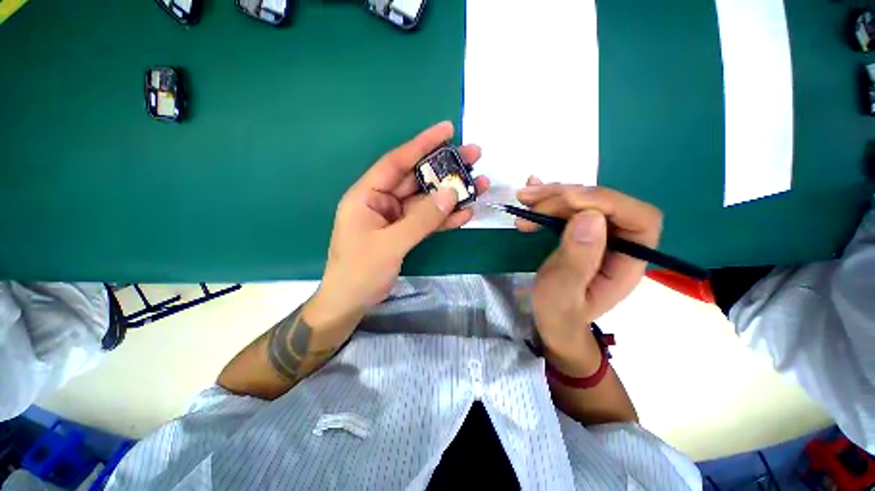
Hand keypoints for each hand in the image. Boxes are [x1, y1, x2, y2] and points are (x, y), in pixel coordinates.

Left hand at [306, 121, 488, 325]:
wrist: (351, 302)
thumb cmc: (360, 272)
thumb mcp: (390, 244)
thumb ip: (420, 220)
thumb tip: (450, 195)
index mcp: (367, 195)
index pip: (397, 161)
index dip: (422, 144)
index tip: (447, 130)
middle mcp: (382, 201)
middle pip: (417, 179)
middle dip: (445, 168)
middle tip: (475, 156)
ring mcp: (396, 218)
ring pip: (427, 201)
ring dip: (452, 195)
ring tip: (480, 184)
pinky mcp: (405, 233)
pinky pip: (428, 221)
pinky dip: (446, 218)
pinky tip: (466, 213)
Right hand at [517, 178, 661, 361]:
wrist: (552, 321)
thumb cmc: (558, 314)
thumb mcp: (563, 293)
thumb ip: (577, 260)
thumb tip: (589, 216)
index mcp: (626, 263)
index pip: (639, 219)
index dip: (607, 202)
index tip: (566, 200)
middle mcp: (619, 244)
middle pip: (605, 205)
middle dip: (566, 197)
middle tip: (530, 200)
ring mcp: (599, 236)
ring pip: (584, 202)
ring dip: (552, 196)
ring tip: (524, 197)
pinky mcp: (580, 232)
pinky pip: (569, 208)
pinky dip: (549, 198)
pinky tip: (532, 192)